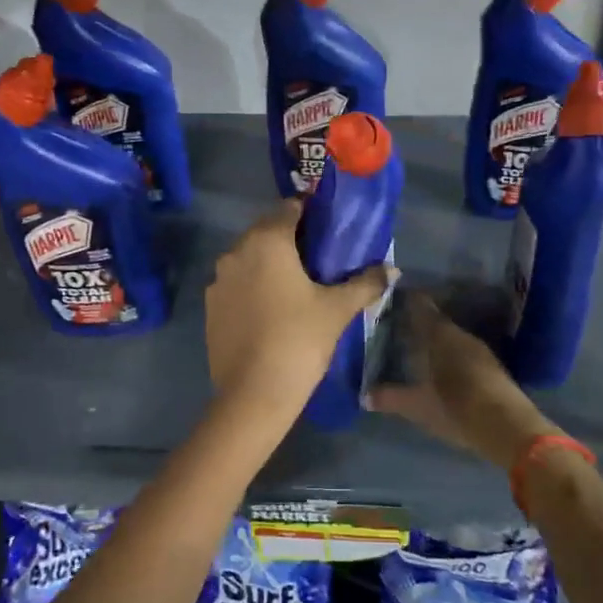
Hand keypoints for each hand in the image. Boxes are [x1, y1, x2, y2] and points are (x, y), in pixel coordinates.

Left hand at [205, 200, 393, 414]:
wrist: (253, 394)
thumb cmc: (299, 340)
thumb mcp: (338, 309)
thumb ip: (365, 283)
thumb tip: (392, 269)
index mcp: (267, 241)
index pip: (289, 208)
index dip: (310, 215)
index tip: (329, 231)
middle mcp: (236, 251)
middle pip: (266, 231)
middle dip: (290, 240)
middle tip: (318, 260)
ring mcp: (218, 280)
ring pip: (248, 259)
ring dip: (269, 264)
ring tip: (296, 287)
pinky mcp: (210, 307)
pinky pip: (236, 285)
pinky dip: (252, 288)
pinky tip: (271, 311)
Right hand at [371, 294, 552, 469]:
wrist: (508, 427)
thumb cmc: (456, 408)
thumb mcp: (418, 406)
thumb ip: (391, 397)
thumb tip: (364, 395)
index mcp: (439, 335)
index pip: (421, 307)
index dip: (407, 301)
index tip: (391, 299)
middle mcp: (460, 335)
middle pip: (437, 321)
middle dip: (419, 323)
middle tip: (399, 327)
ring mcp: (480, 350)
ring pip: (452, 336)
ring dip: (436, 339)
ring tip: (417, 347)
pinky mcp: (492, 366)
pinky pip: (464, 350)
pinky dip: (450, 353)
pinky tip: (442, 366)